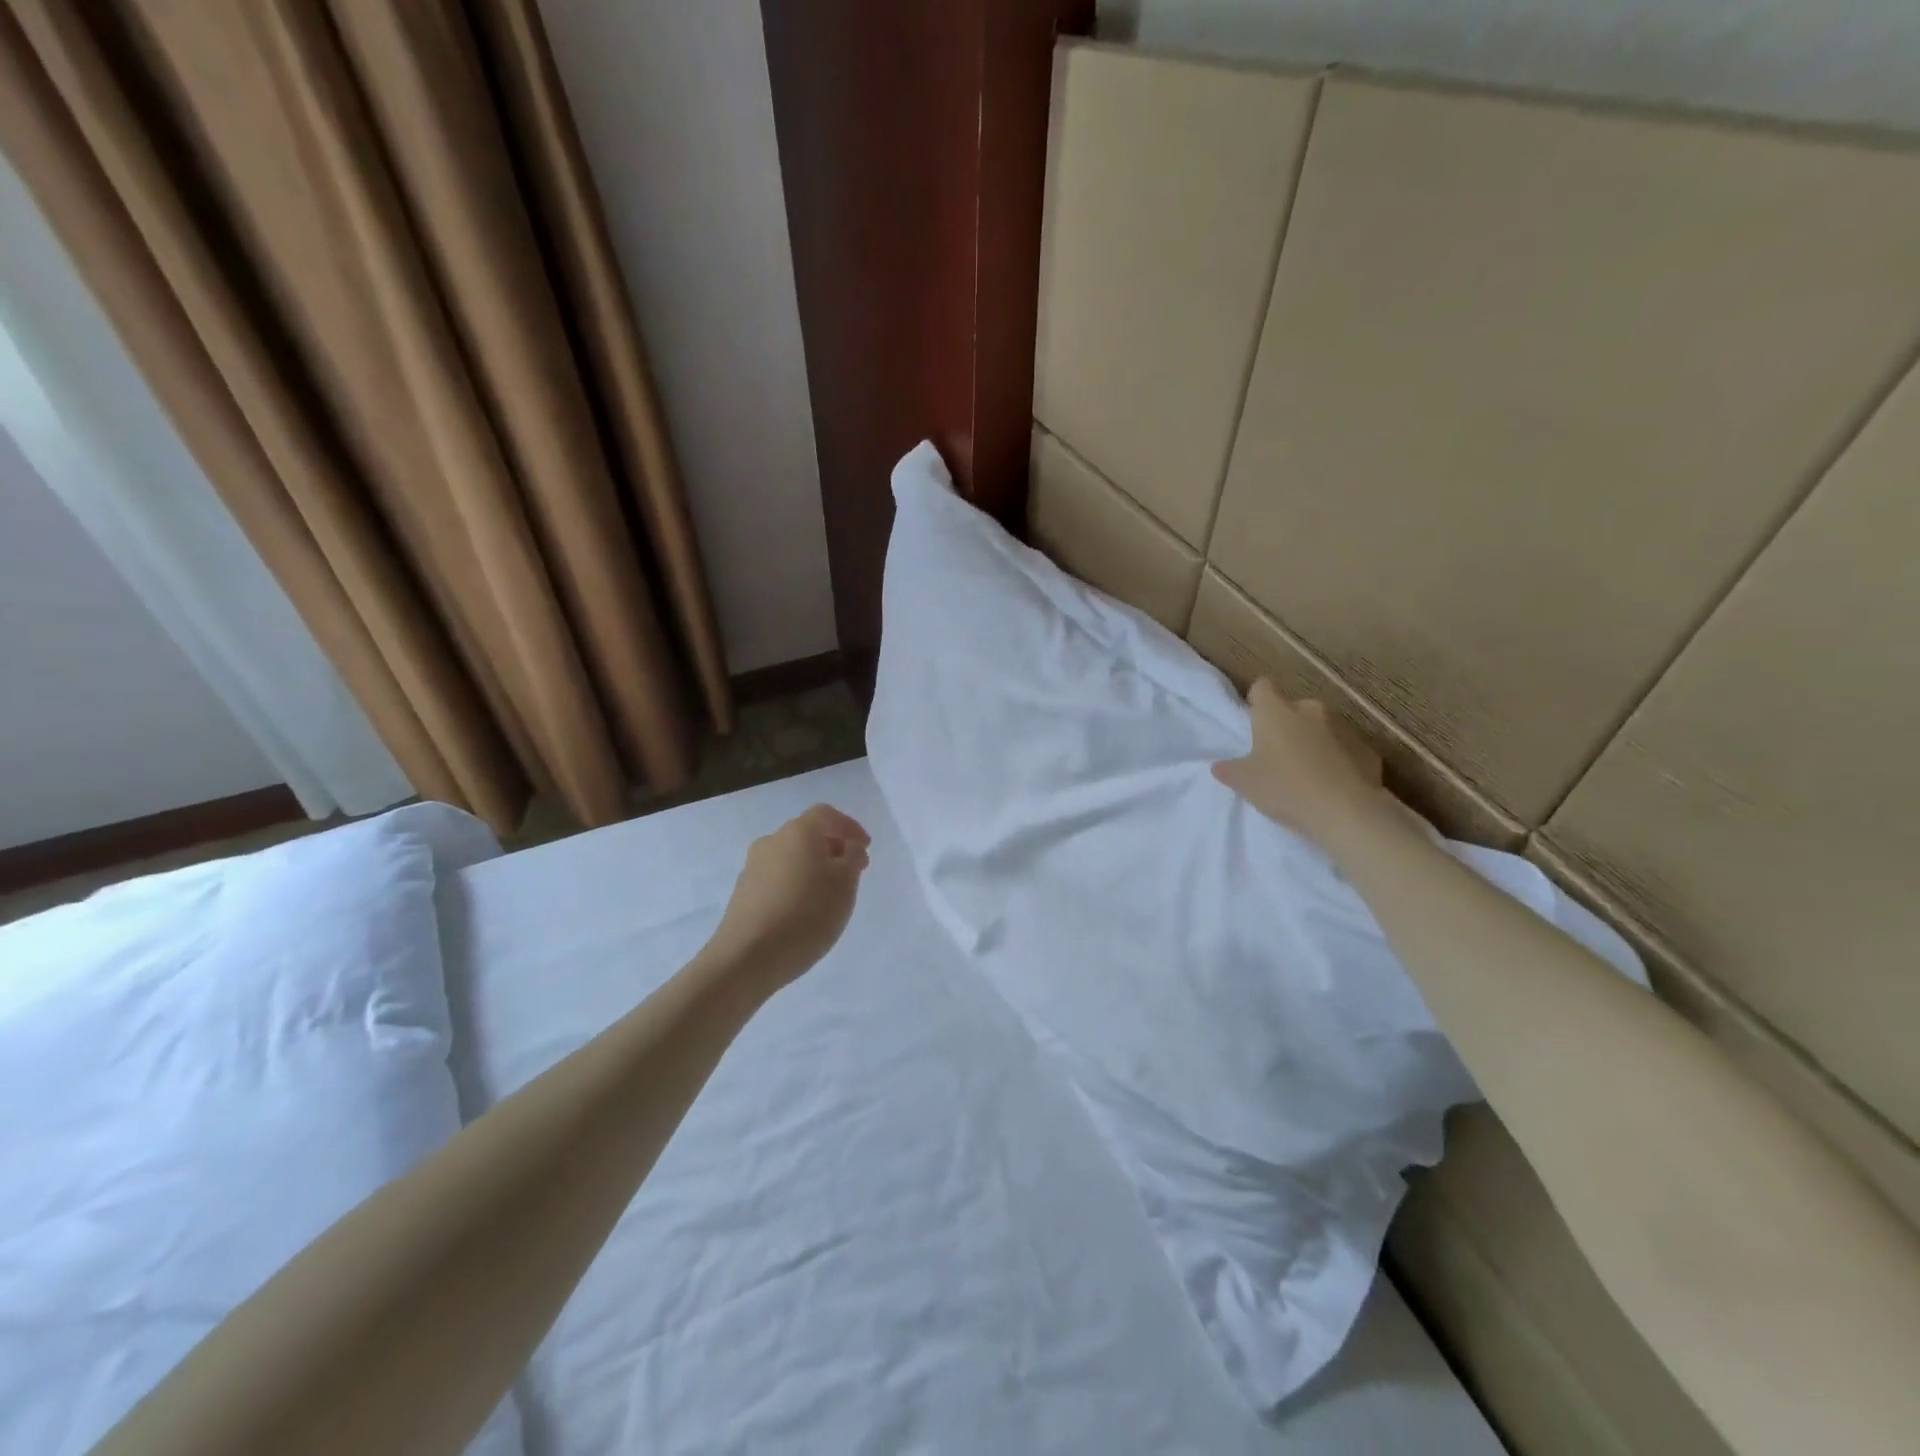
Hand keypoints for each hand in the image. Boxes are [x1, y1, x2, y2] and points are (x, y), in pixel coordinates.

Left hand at [706, 805, 871, 990]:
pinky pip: (776, 878)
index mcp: (799, 832)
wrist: (747, 957)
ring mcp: (752, 867)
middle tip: (852, 872)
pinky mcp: (742, 893)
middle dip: (832, 849)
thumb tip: (848, 847)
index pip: (826, 815)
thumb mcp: (845, 885)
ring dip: (812, 868)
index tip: (865, 848)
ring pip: (791, 857)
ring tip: (829, 896)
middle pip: (807, 835)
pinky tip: (803, 911)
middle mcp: (772, 841)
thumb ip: (852, 858)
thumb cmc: (806, 914)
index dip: (849, 827)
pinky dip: (794, 885)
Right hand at [1211, 681, 1402, 849]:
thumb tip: (1220, 766)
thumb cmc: (1285, 788)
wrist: (1346, 812)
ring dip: (1314, 742)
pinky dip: (1339, 760)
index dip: (1256, 701)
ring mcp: (1345, 727)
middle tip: (1277, 755)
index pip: (1262, 687)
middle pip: (1294, 708)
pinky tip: (1334, 785)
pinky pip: (1347, 749)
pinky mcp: (1369, 750)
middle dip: (1287, 725)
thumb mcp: (1244, 783)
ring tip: (1307, 773)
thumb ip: (1229, 770)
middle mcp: (1311, 710)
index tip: (1254, 721)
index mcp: (1276, 712)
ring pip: (1322, 727)